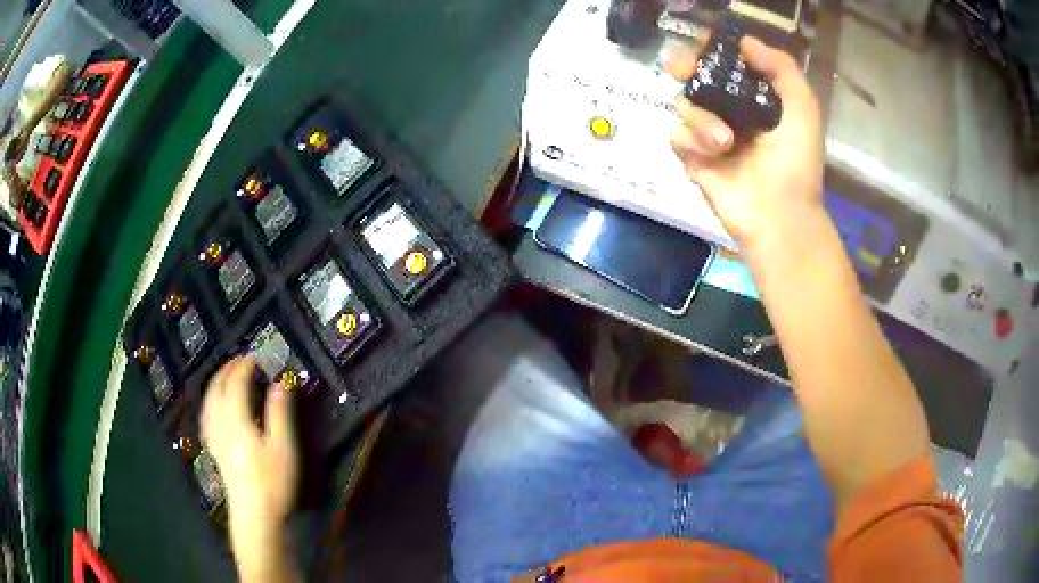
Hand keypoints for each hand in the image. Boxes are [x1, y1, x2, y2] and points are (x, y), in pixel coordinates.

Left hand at [201, 358, 299, 581]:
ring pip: (209, 401)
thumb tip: (281, 381)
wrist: (255, 514)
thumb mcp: (283, 447)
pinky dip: (210, 402)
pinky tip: (215, 406)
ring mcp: (215, 437)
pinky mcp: (214, 449)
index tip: (256, 356)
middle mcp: (220, 423)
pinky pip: (207, 416)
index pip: (236, 383)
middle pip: (218, 389)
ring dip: (217, 383)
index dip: (245, 367)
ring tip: (226, 375)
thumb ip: (279, 412)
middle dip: (227, 370)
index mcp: (236, 419)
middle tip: (241, 360)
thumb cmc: (272, 481)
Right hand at [668, 37, 824, 250]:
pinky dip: (692, 140)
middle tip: (683, 66)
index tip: (705, 42)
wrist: (780, 216)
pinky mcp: (692, 158)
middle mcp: (729, 111)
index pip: (726, 64)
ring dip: (702, 117)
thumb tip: (744, 41)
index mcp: (754, 98)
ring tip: (726, 142)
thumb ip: (782, 69)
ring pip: (684, 103)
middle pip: (695, 76)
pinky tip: (714, 154)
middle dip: (686, 66)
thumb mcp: (803, 110)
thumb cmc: (797, 164)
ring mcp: (708, 134)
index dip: (713, 50)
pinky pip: (676, 134)